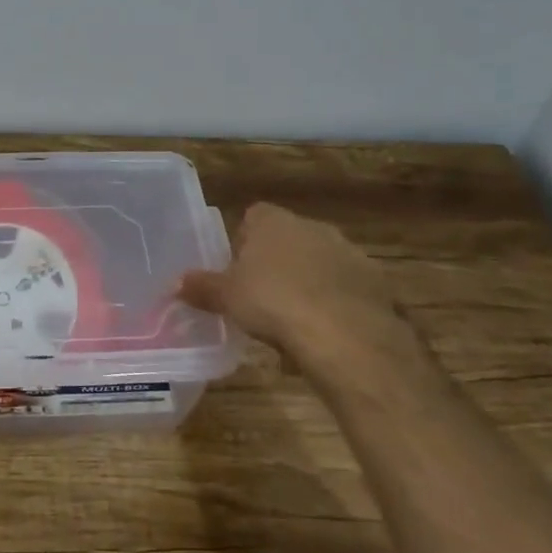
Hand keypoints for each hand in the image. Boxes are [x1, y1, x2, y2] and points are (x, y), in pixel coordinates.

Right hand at [179, 202, 402, 360]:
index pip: (253, 217)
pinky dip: (336, 306)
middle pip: (287, 239)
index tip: (237, 272)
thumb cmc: (274, 303)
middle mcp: (312, 226)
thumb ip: (202, 288)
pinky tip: (325, 335)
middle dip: (276, 265)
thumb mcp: (227, 298)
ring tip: (294, 323)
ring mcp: (348, 252)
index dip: (243, 242)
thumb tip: (176, 285)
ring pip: (318, 264)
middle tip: (262, 299)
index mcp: (273, 222)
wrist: (347, 335)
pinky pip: (345, 289)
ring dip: (308, 284)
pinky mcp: (375, 282)